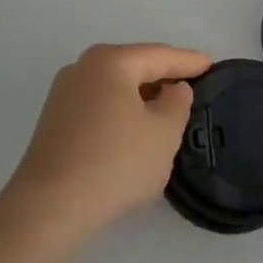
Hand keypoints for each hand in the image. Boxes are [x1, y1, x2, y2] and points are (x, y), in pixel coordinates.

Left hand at [1, 44, 211, 246]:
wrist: (50, 207)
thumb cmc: (115, 163)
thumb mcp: (163, 133)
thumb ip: (177, 103)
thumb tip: (174, 89)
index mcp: (110, 61)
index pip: (159, 55)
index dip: (189, 61)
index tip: (213, 66)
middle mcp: (82, 68)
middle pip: (133, 66)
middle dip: (164, 75)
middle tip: (194, 85)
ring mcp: (63, 94)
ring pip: (114, 86)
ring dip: (142, 95)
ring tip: (169, 109)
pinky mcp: (54, 121)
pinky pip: (99, 105)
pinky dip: (122, 110)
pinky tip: (135, 129)